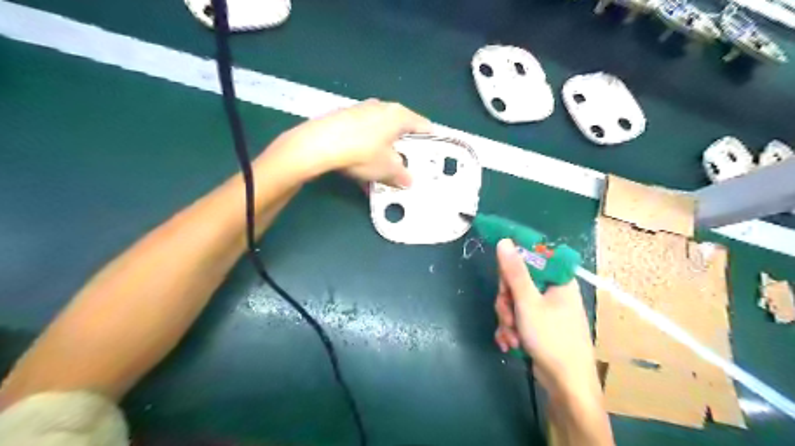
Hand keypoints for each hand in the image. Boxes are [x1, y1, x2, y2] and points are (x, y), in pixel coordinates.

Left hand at [275, 98, 433, 186]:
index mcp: (399, 115)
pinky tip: (360, 169)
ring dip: (383, 152)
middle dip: (403, 150)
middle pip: (400, 129)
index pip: (423, 126)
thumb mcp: (388, 169)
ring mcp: (362, 110)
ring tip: (380, 172)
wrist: (320, 144)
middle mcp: (382, 107)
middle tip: (405, 166)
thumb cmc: (363, 153)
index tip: (431, 155)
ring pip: (380, 134)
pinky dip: (366, 151)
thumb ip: (402, 174)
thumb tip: (407, 180)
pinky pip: (363, 136)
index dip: (430, 142)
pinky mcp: (344, 117)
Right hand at [495, 238, 599, 394]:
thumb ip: (514, 271)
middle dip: (506, 301)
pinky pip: (517, 316)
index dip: (512, 266)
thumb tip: (504, 241)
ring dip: (506, 318)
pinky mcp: (538, 324)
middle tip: (507, 315)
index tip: (504, 281)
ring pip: (513, 301)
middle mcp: (552, 290)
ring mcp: (545, 308)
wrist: (566, 384)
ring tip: (511, 336)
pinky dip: (511, 329)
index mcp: (557, 279)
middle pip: (517, 281)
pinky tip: (510, 343)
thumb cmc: (551, 338)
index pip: (530, 257)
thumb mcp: (528, 302)